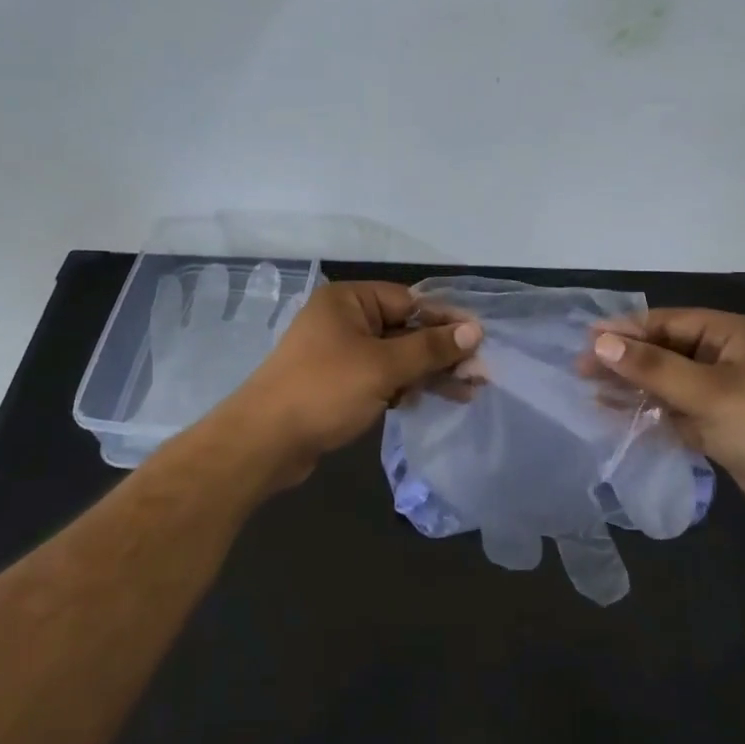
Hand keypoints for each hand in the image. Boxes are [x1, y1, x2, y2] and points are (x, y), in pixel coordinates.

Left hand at [223, 282, 482, 480]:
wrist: (264, 443)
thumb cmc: (324, 391)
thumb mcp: (383, 367)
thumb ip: (430, 348)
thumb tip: (475, 331)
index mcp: (349, 300)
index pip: (410, 301)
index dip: (446, 321)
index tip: (481, 340)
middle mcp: (345, 320)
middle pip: (405, 329)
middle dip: (441, 352)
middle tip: (479, 374)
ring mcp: (341, 353)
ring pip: (396, 356)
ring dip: (428, 373)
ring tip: (467, 392)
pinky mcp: (340, 383)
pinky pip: (381, 377)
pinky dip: (405, 386)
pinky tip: (429, 400)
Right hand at [584, 309, 744, 534]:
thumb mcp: (707, 392)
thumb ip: (652, 368)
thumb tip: (600, 342)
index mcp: (730, 334)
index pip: (667, 322)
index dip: (625, 330)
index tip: (585, 341)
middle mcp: (725, 356)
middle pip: (665, 350)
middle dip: (625, 359)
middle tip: (580, 370)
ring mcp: (723, 392)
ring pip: (667, 381)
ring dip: (633, 385)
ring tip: (590, 391)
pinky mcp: (720, 425)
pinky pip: (675, 409)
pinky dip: (649, 411)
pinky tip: (618, 414)